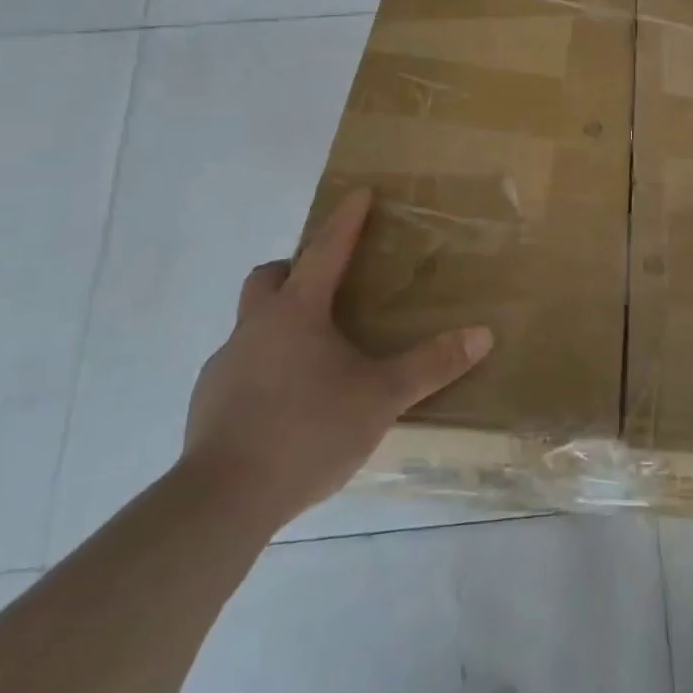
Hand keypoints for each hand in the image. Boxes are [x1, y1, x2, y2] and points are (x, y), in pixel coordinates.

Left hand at [182, 188, 493, 530]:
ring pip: (252, 323)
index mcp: (297, 313)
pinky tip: (287, 402)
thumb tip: (483, 334)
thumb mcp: (381, 397)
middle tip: (325, 283)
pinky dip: (265, 367)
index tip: (358, 193)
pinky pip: (241, 367)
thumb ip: (431, 365)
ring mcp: (225, 365)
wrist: (223, 499)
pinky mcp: (209, 402)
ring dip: (280, 322)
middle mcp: (255, 328)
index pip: (324, 251)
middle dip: (294, 268)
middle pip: (268, 277)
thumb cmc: (308, 430)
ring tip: (314, 354)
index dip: (345, 221)